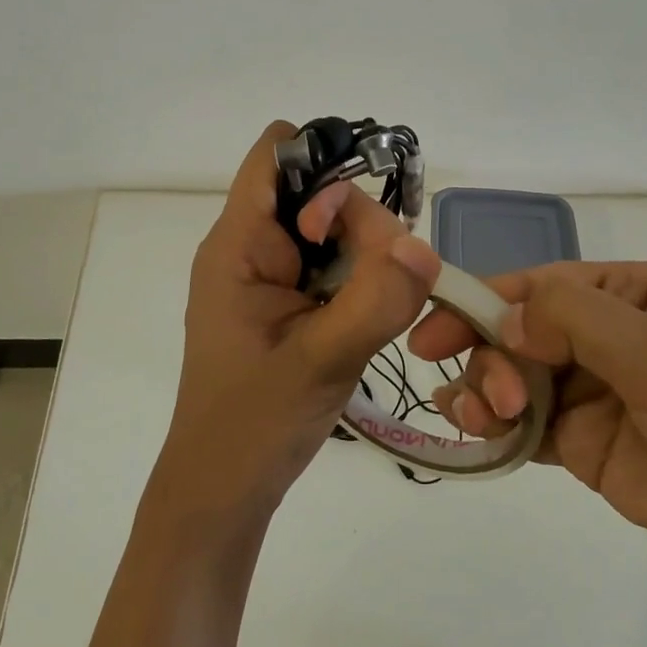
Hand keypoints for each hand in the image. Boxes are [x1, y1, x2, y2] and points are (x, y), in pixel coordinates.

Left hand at [155, 122, 443, 517]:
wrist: (222, 491)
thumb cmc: (254, 426)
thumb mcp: (322, 361)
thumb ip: (376, 300)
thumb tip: (423, 245)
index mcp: (239, 244)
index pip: (276, 155)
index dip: (324, 163)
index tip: (357, 220)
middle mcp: (251, 246)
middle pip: (318, 191)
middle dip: (360, 226)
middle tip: (379, 286)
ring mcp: (269, 274)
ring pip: (333, 229)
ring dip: (365, 258)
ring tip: (371, 314)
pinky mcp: (286, 301)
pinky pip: (331, 264)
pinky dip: (357, 280)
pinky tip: (363, 320)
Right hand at [408, 261, 646, 598]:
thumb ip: (578, 322)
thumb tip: (504, 317)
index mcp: (626, 294)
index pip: (536, 287)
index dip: (480, 304)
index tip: (433, 333)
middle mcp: (602, 335)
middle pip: (515, 331)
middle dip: (490, 358)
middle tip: (491, 401)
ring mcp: (590, 391)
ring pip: (510, 376)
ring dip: (482, 392)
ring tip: (483, 422)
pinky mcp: (583, 444)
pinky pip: (522, 424)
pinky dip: (492, 426)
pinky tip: (476, 435)